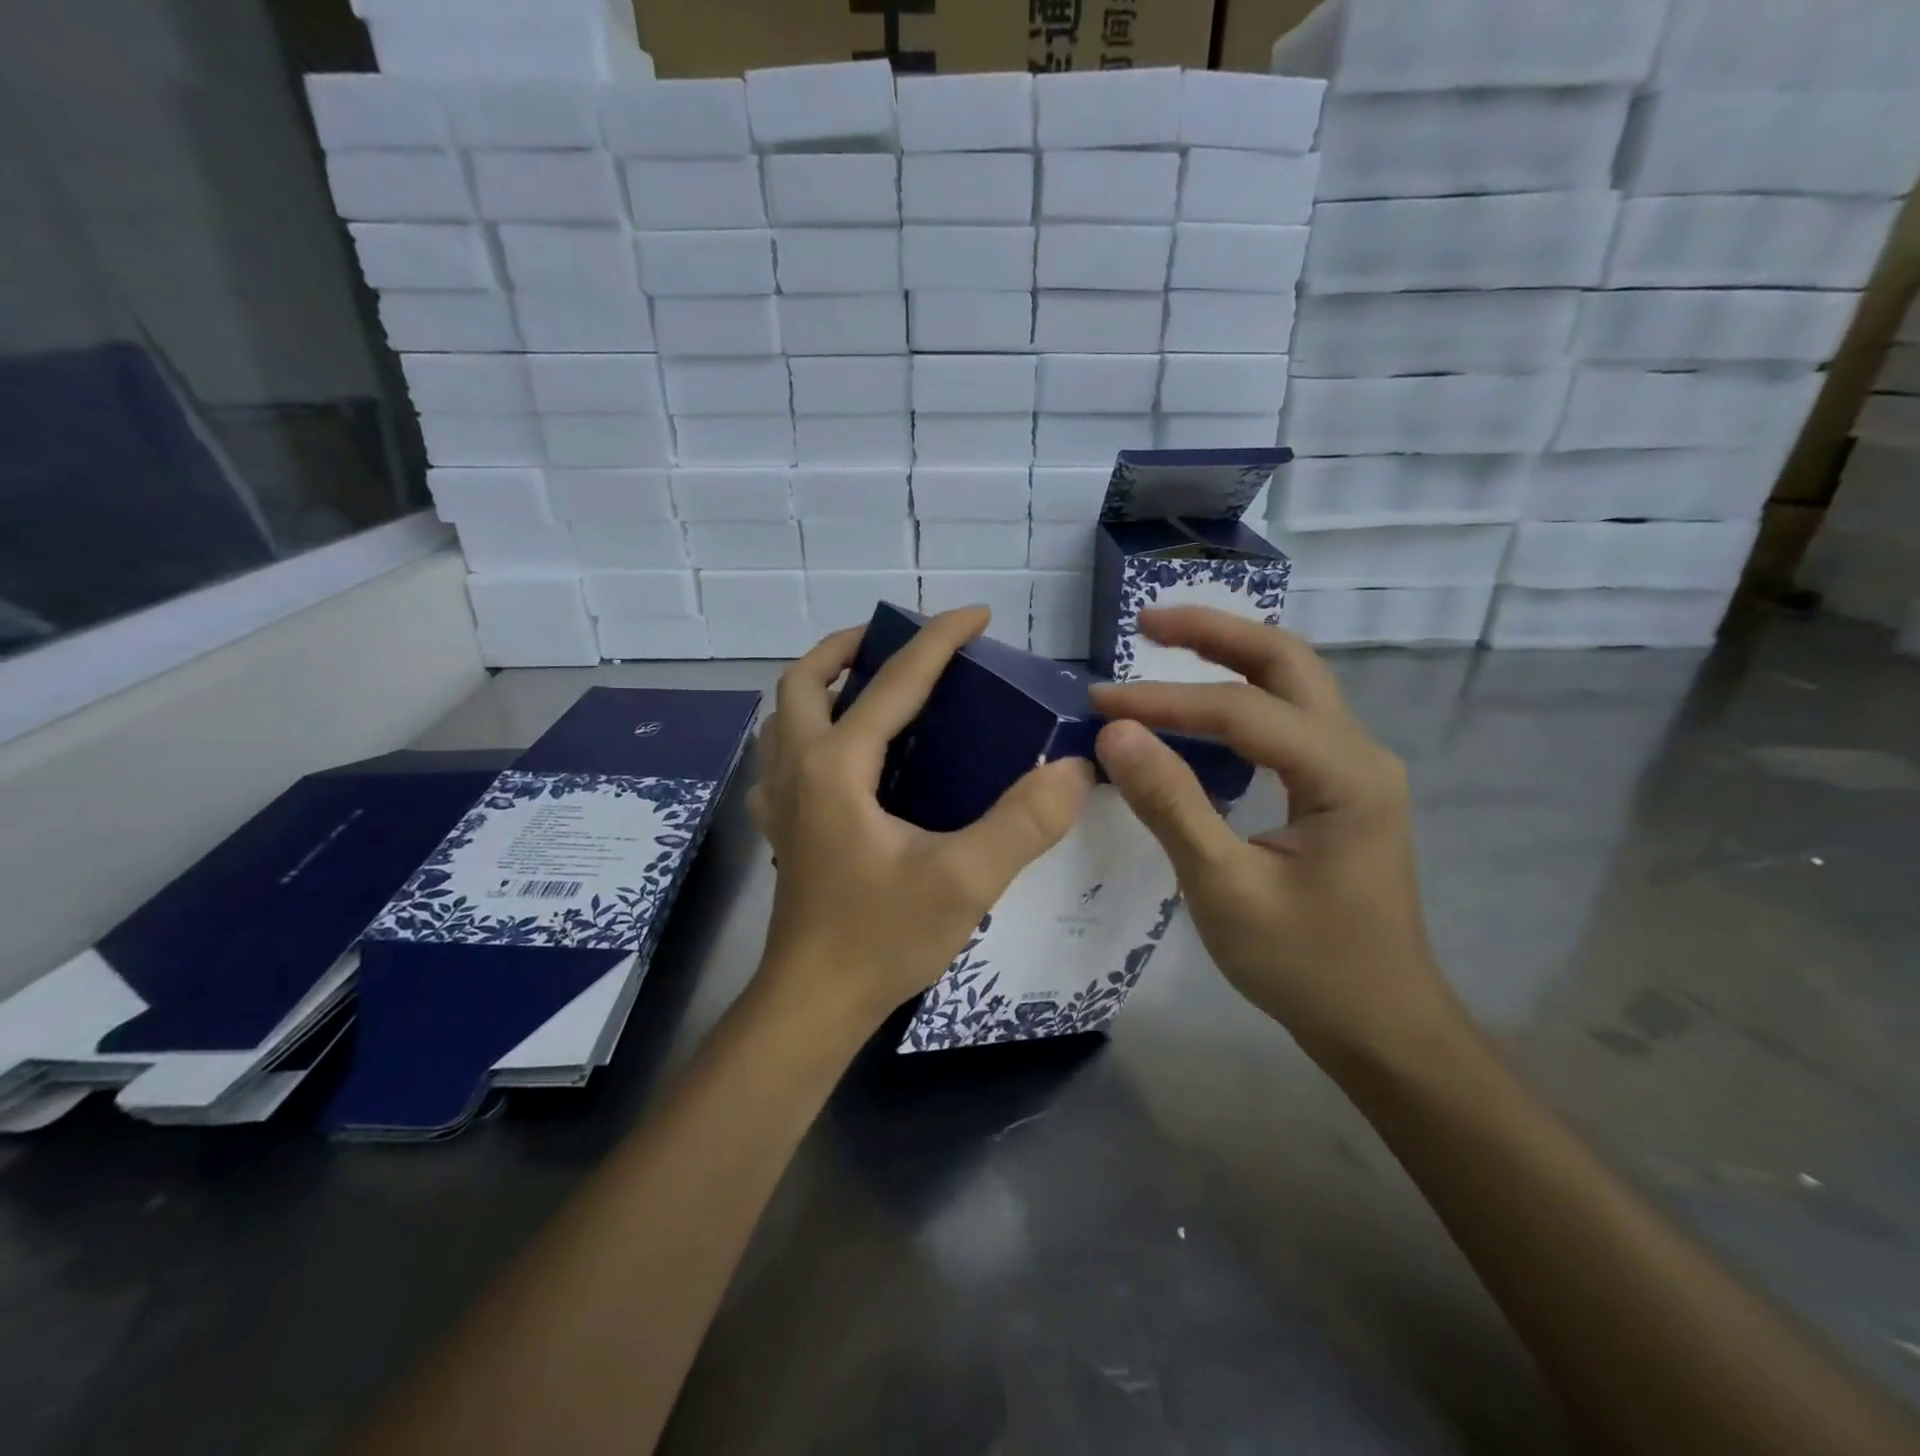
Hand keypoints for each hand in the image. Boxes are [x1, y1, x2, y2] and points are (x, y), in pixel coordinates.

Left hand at [748, 607, 1094, 1031]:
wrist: (813, 1005)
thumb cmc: (881, 939)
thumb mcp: (964, 881)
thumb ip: (1023, 822)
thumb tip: (1073, 768)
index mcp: (837, 767)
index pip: (893, 683)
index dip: (938, 640)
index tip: (977, 615)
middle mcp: (798, 769)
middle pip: (804, 680)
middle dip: (850, 646)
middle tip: (897, 643)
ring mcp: (781, 800)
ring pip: (784, 715)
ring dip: (821, 683)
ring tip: (868, 685)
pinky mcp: (783, 829)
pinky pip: (782, 757)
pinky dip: (806, 731)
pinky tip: (843, 756)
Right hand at [1088, 607, 1460, 1066]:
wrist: (1380, 1024)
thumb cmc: (1306, 965)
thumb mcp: (1225, 889)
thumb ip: (1171, 805)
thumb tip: (1115, 733)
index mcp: (1343, 775)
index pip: (1241, 710)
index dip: (1163, 701)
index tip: (1098, 704)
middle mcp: (1358, 753)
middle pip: (1285, 662)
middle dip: (1214, 633)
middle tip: (1146, 623)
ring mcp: (1353, 769)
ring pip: (1291, 683)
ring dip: (1228, 655)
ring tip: (1164, 643)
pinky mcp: (1338, 788)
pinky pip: (1286, 720)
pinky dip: (1238, 696)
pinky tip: (1198, 705)